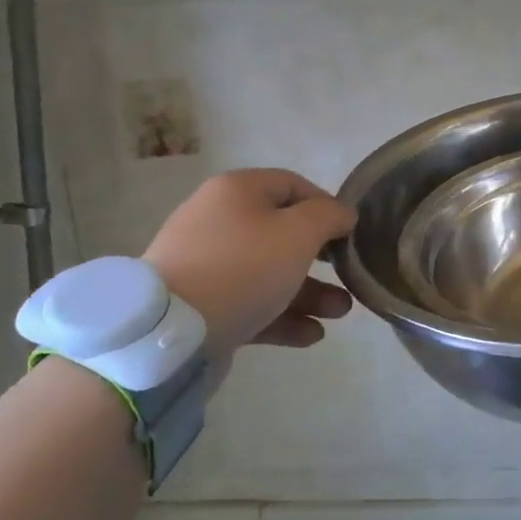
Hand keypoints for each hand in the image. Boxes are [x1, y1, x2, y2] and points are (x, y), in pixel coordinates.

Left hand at [142, 169, 356, 355]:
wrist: (170, 331)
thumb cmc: (243, 267)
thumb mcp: (298, 233)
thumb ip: (329, 216)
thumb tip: (343, 214)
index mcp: (237, 191)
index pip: (293, 185)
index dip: (327, 206)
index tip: (350, 234)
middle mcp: (218, 220)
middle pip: (282, 233)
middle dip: (321, 259)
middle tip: (347, 276)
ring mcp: (206, 264)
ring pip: (268, 272)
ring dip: (308, 292)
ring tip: (339, 314)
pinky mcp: (200, 305)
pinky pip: (249, 303)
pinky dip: (281, 315)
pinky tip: (311, 334)